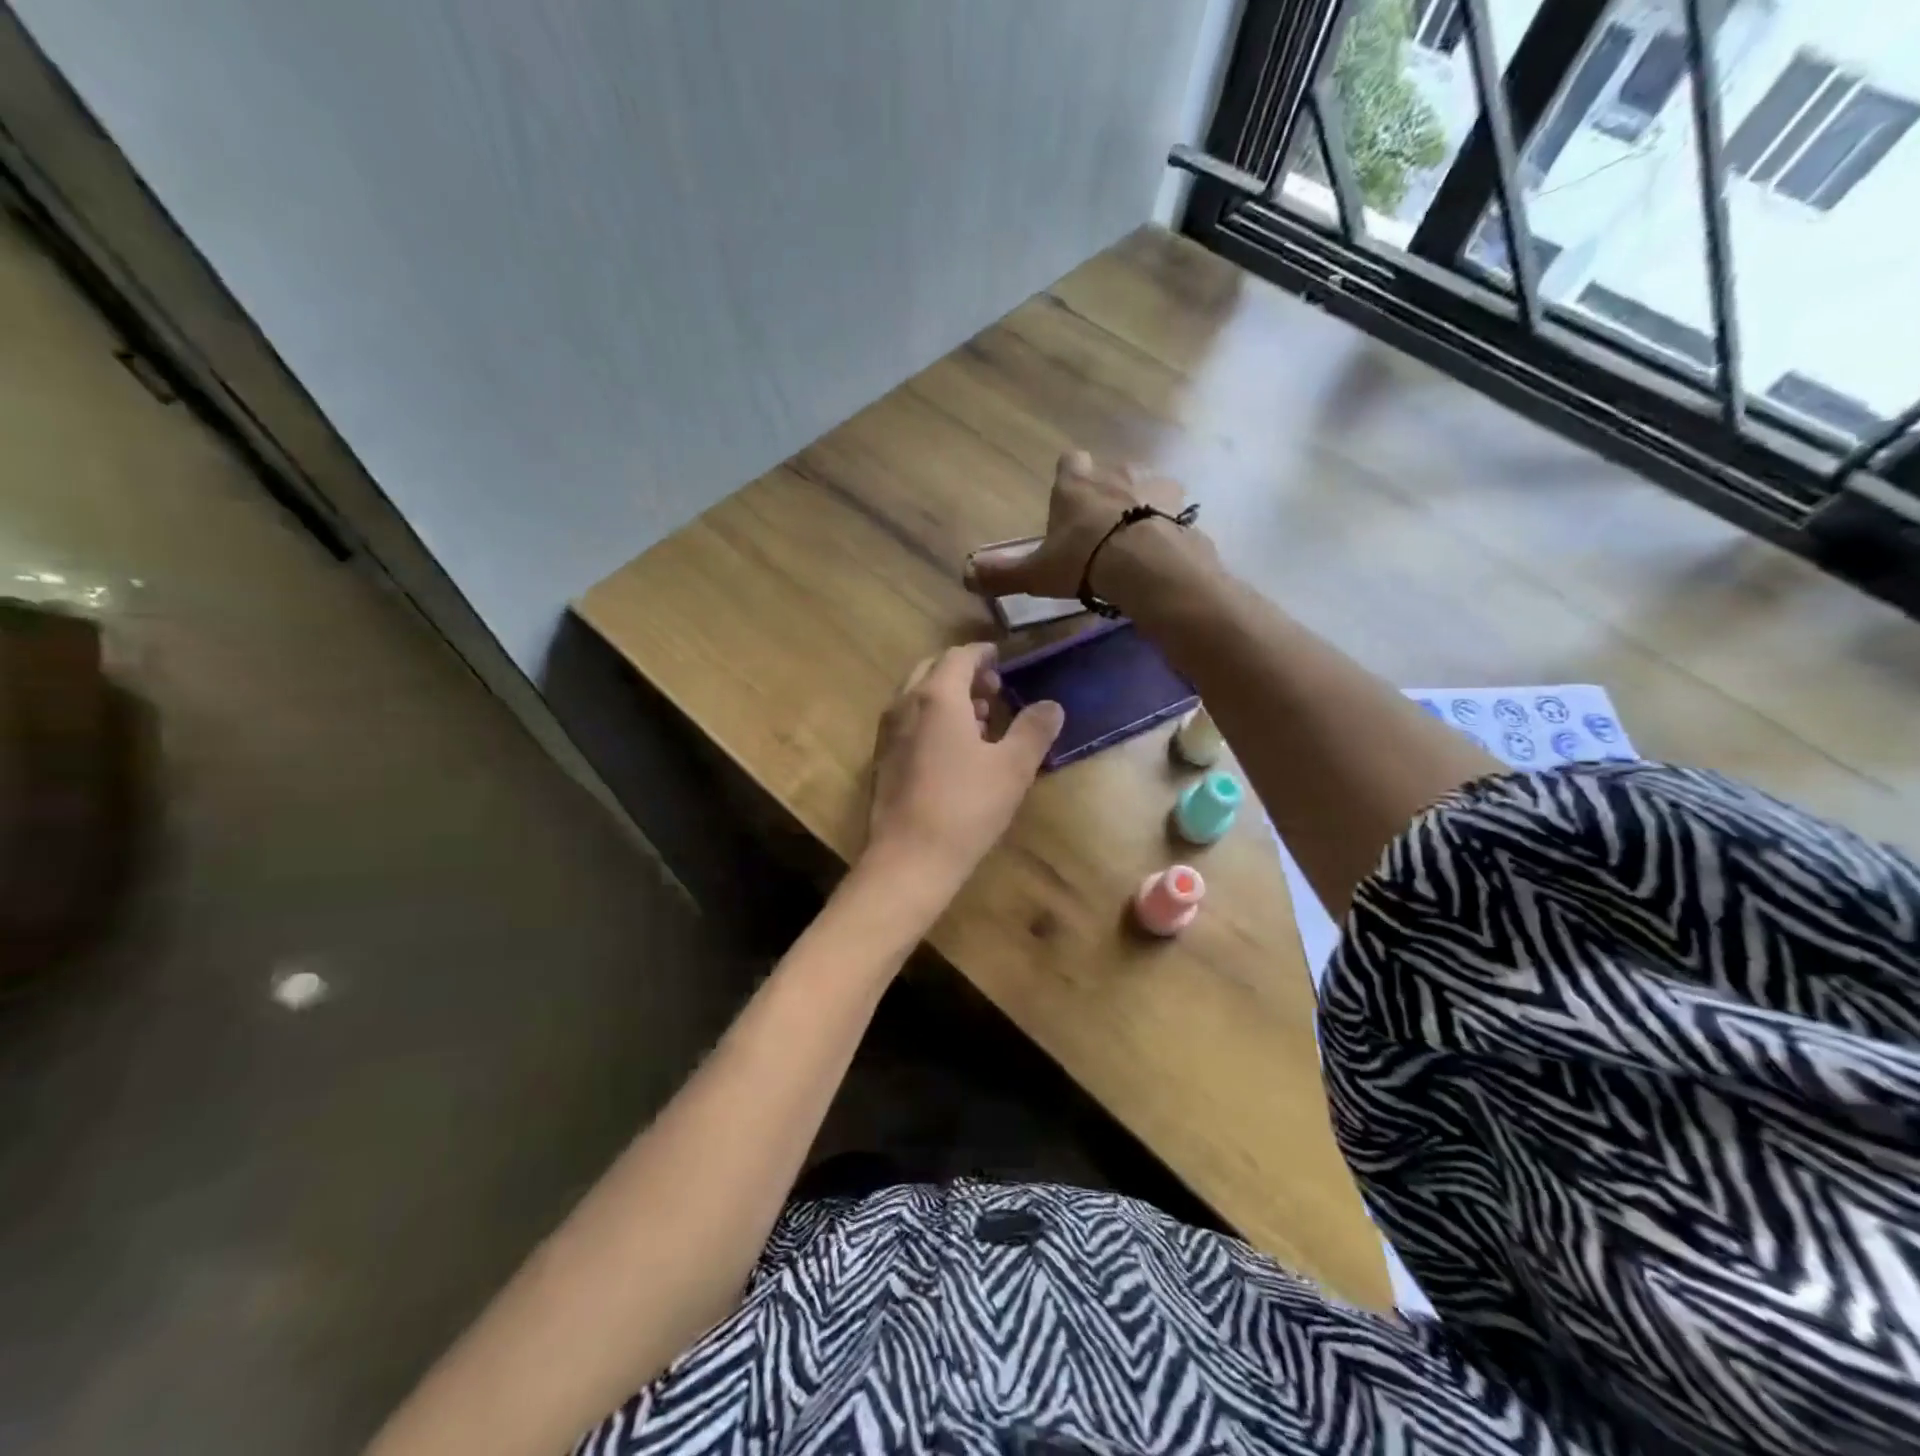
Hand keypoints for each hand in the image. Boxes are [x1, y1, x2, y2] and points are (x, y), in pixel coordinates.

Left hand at [866, 642, 1062, 885]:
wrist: (908, 859)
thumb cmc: (965, 807)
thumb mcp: (1013, 768)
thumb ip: (1033, 730)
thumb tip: (1051, 706)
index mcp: (937, 697)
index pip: (959, 657)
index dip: (982, 654)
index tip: (1001, 659)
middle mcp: (905, 705)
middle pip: (933, 670)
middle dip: (964, 673)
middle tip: (993, 691)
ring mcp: (888, 733)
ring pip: (917, 696)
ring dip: (947, 696)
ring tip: (980, 719)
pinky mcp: (882, 759)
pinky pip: (908, 721)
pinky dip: (931, 718)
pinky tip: (953, 749)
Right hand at [964, 450, 1182, 601]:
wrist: (1148, 565)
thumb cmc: (1084, 561)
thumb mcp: (1037, 574)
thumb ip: (1002, 573)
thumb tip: (965, 575)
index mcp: (1075, 483)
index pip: (1069, 463)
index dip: (1069, 481)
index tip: (1068, 505)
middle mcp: (1113, 471)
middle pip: (1107, 473)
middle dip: (1104, 495)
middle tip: (1099, 532)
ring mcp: (1152, 482)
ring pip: (1141, 486)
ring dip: (1137, 505)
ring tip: (1133, 542)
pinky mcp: (1182, 503)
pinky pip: (1170, 508)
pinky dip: (1165, 523)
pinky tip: (1160, 549)